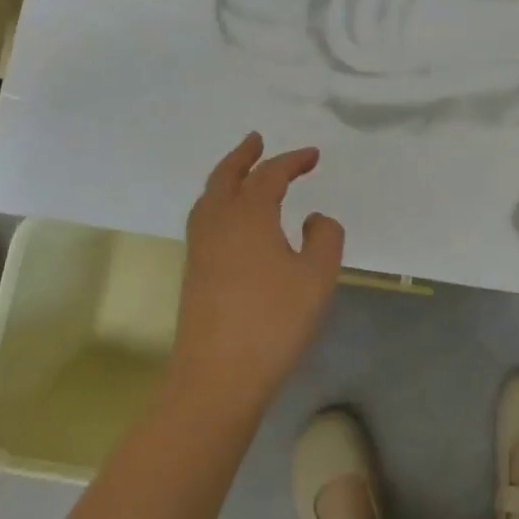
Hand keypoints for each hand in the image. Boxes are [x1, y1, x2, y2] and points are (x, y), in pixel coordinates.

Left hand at [169, 132, 344, 415]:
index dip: (293, 161)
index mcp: (249, 214)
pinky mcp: (193, 271)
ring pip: (209, 196)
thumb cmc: (274, 322)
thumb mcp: (317, 277)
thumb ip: (325, 237)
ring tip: (242, 170)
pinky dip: (218, 201)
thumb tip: (313, 219)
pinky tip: (232, 218)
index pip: (271, 175)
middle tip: (257, 139)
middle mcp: (218, 222)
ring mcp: (200, 247)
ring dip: (226, 176)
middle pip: (226, 175)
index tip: (313, 156)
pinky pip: (204, 218)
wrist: (217, 378)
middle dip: (244, 155)